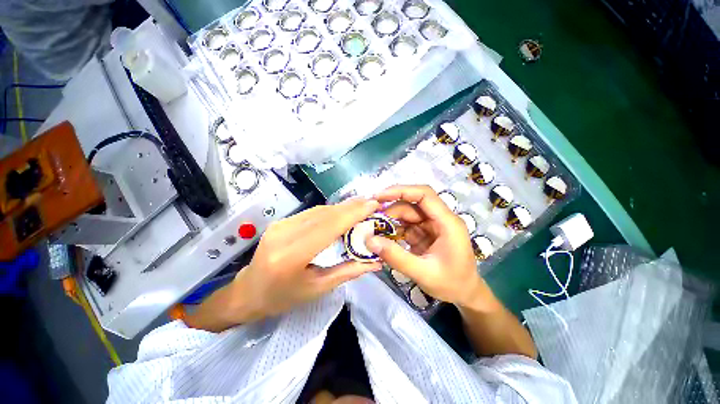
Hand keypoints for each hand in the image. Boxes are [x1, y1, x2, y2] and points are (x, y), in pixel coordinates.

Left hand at [226, 198, 381, 323]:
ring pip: (319, 210)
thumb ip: (348, 272)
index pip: (328, 227)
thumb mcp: (318, 289)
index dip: (352, 214)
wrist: (248, 292)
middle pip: (325, 214)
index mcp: (291, 256)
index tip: (373, 205)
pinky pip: (311, 213)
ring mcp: (280, 224)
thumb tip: (376, 262)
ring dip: (342, 207)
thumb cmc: (283, 297)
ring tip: (362, 206)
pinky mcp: (281, 221)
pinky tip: (343, 211)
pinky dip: (330, 211)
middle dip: (351, 207)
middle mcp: (284, 234)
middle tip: (372, 203)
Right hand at [365, 185, 492, 309]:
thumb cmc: (452, 284)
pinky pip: (406, 225)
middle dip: (390, 210)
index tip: (379, 197)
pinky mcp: (424, 232)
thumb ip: (396, 257)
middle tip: (370, 221)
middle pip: (412, 204)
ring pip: (407, 214)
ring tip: (373, 231)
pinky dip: (393, 230)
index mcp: (447, 222)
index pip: (424, 195)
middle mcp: (439, 219)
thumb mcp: (423, 273)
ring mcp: (431, 225)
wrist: (465, 295)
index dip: (401, 191)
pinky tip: (383, 238)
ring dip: (390, 221)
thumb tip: (369, 241)